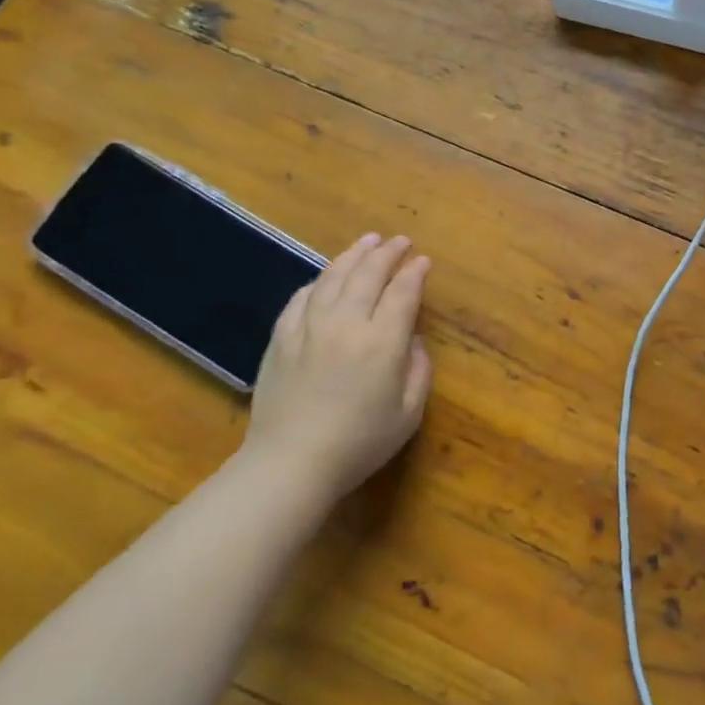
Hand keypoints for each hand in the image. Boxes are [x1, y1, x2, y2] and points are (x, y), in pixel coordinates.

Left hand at [241, 233, 433, 502]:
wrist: (290, 463)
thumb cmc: (359, 443)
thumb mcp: (408, 414)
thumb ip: (418, 370)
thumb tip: (413, 340)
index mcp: (381, 342)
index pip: (402, 293)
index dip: (414, 273)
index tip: (423, 261)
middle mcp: (346, 324)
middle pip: (368, 275)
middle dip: (387, 253)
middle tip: (399, 241)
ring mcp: (309, 327)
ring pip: (333, 278)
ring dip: (353, 255)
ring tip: (367, 241)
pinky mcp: (281, 338)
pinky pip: (302, 297)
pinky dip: (318, 281)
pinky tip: (326, 277)